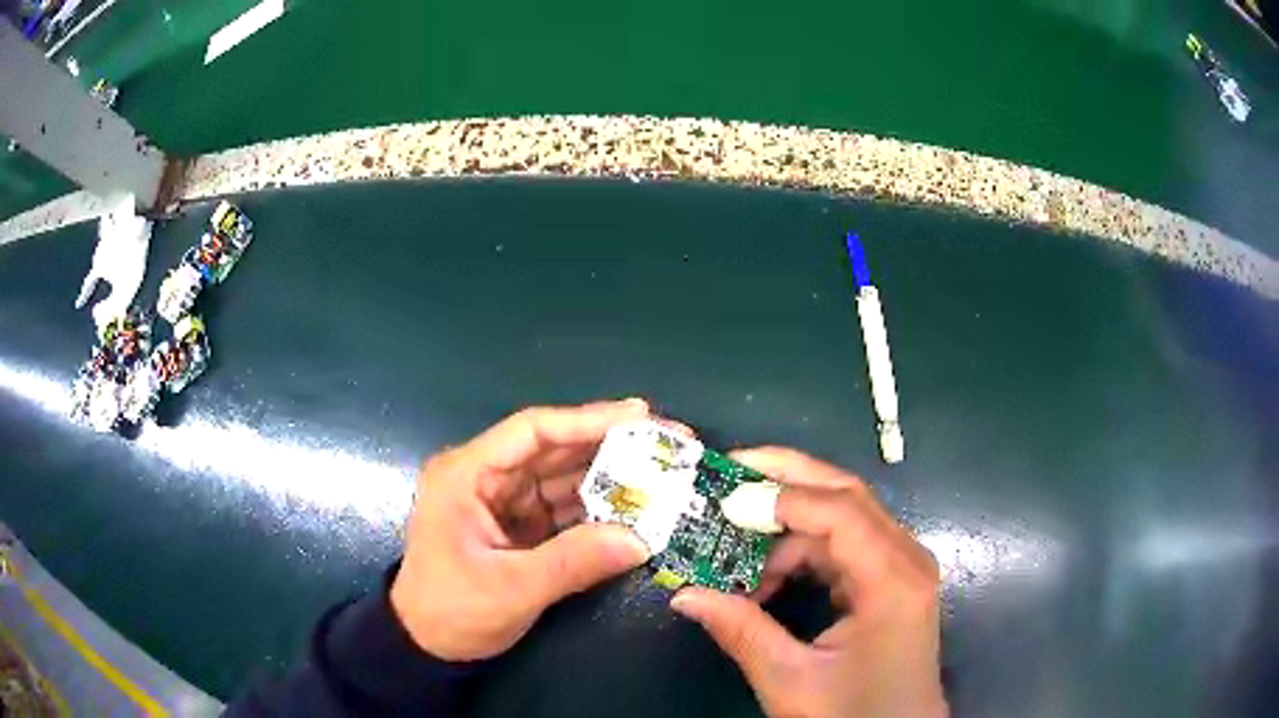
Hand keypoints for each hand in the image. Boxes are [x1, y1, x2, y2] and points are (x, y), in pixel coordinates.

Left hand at [390, 399, 653, 660]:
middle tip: (669, 445)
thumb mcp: (510, 589)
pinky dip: (598, 509)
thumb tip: (641, 540)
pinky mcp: (517, 525)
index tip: (642, 417)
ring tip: (662, 476)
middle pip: (553, 449)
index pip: (532, 431)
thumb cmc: (452, 611)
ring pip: (563, 477)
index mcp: (467, 475)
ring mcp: (502, 501)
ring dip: (610, 477)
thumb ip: (573, 562)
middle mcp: (485, 477)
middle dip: (611, 446)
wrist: (426, 645)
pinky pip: (563, 507)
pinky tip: (634, 510)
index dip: (588, 420)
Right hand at [671, 448, 947, 717]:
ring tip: (735, 550)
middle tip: (728, 474)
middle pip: (846, 495)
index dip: (780, 498)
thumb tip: (684, 593)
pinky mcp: (890, 579)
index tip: (724, 499)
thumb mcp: (790, 680)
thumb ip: (740, 631)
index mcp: (892, 581)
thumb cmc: (851, 714)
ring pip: (842, 518)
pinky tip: (766, 577)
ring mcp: (901, 566)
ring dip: (787, 526)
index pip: (839, 511)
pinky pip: (843, 545)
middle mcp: (906, 558)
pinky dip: (802, 552)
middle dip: (785, 479)